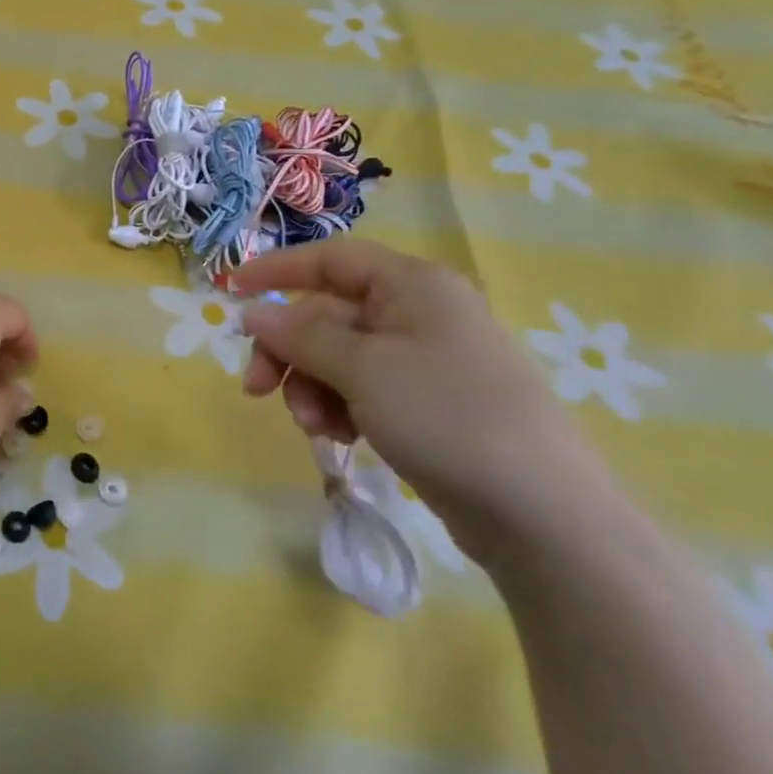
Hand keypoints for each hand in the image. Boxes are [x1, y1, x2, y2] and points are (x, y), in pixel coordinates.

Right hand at [233, 239, 616, 565]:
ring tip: (314, 426)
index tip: (230, 290)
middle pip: (327, 315)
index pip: (330, 259)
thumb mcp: (362, 369)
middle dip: (289, 352)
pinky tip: (340, 437)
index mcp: (412, 285)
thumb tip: (252, 311)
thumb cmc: (446, 416)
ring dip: (311, 387)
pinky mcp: (426, 403)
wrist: (542, 514)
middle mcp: (418, 312)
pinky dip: (340, 407)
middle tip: (256, 388)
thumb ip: (300, 336)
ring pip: (338, 357)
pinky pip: (362, 388)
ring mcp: (424, 360)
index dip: (277, 270)